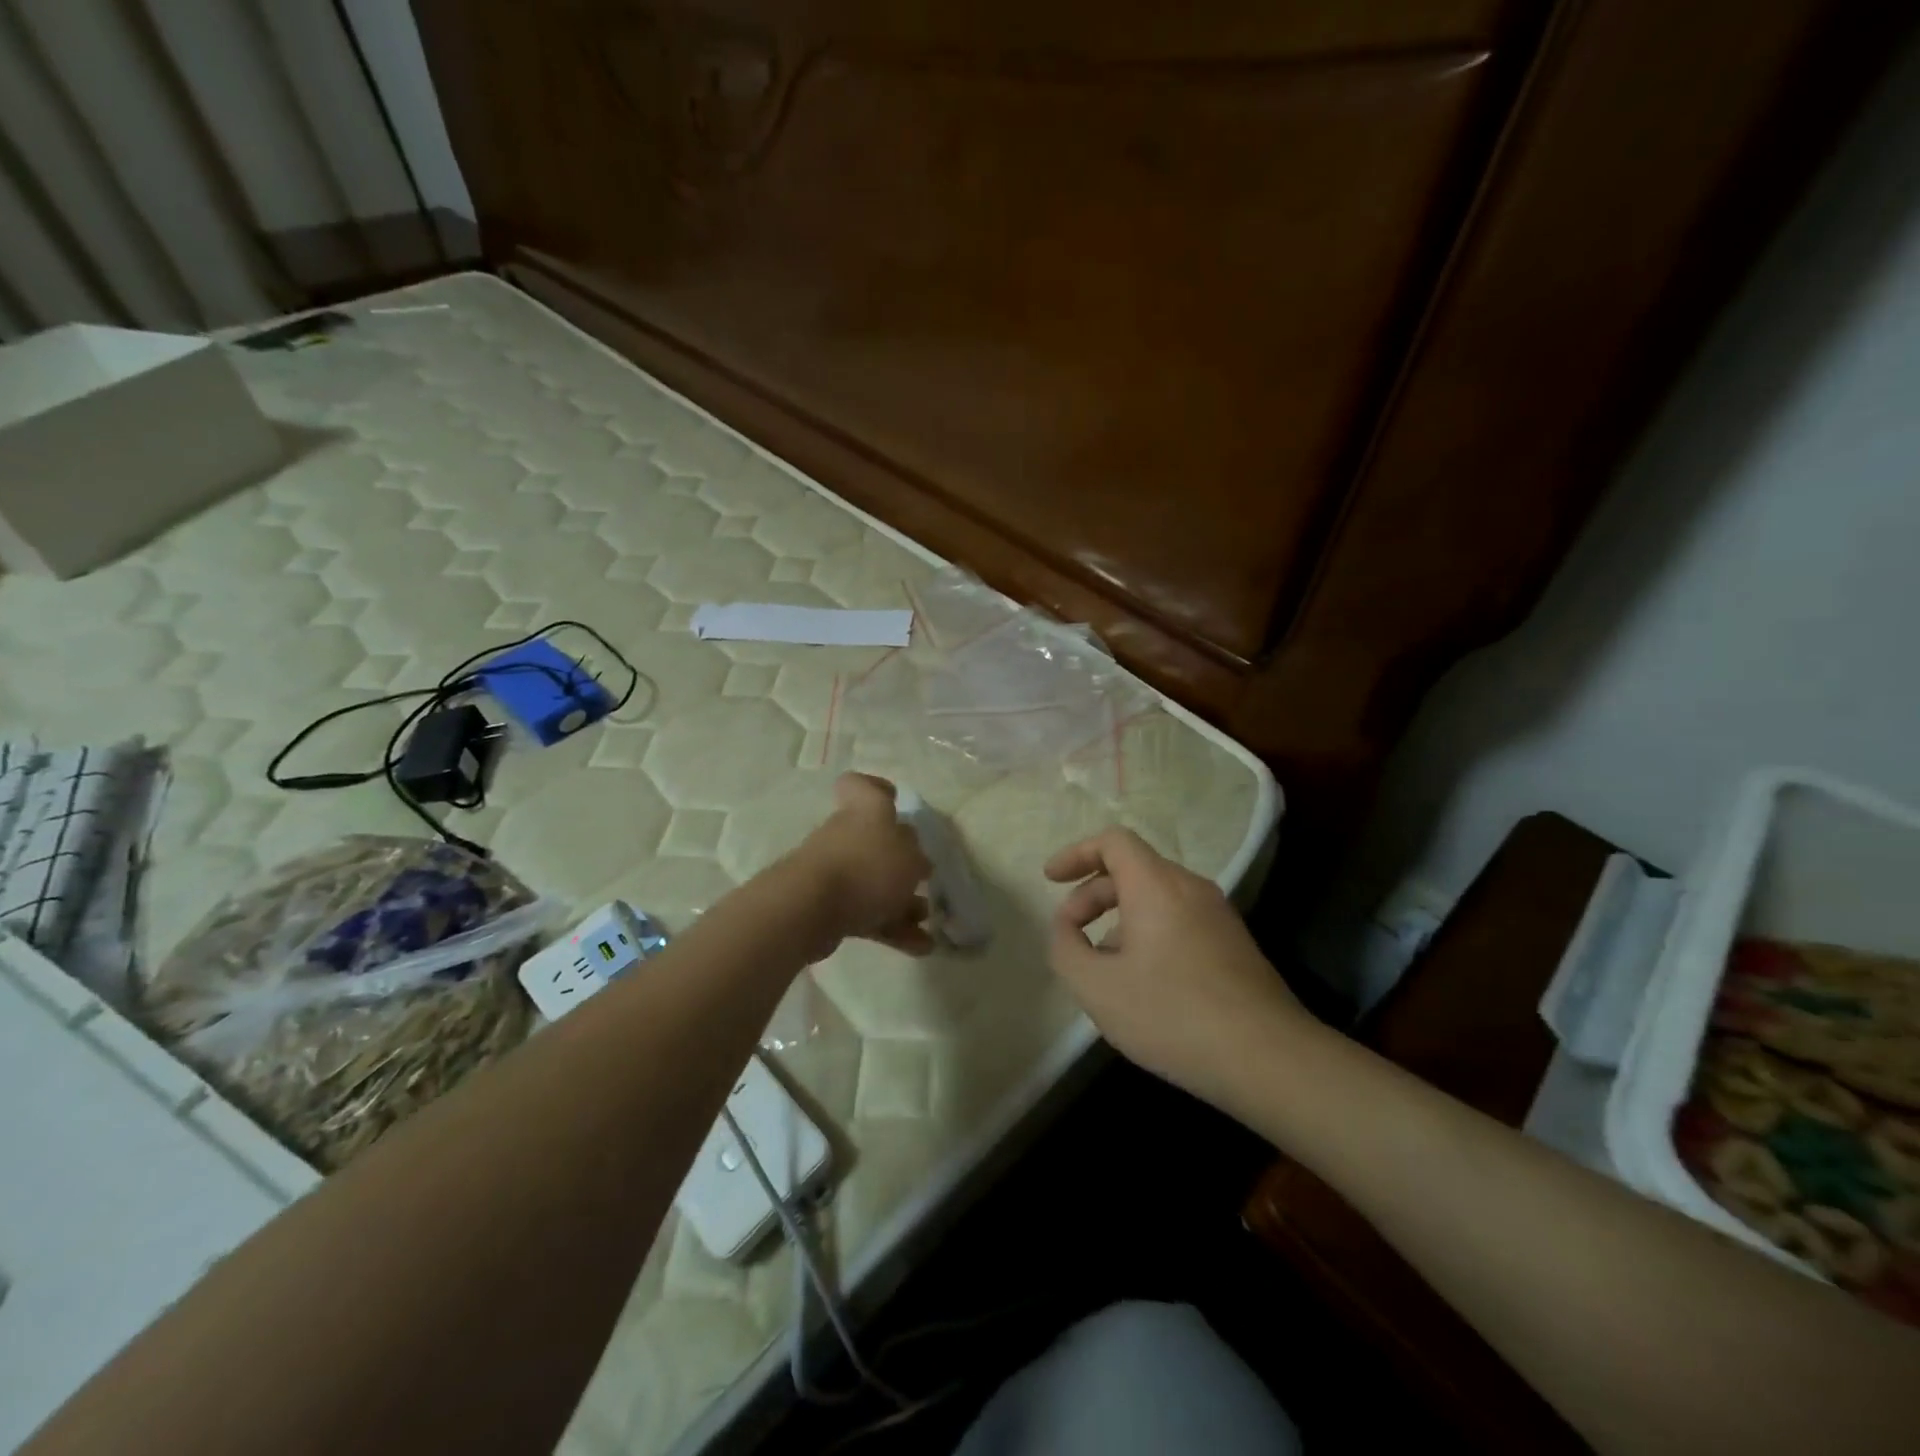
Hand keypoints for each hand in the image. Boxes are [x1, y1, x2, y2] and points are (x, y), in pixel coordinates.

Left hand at [796, 773, 934, 955]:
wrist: (811, 907)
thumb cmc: (867, 867)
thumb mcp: (909, 856)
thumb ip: (916, 855)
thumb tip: (916, 859)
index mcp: (866, 811)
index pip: (861, 786)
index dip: (877, 789)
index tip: (895, 801)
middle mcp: (847, 835)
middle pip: (875, 841)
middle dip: (902, 863)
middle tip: (925, 878)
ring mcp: (836, 871)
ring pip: (874, 881)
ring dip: (902, 901)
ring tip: (929, 921)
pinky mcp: (830, 906)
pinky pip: (867, 913)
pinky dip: (892, 928)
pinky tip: (920, 947)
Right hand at [1046, 827, 1313, 1107]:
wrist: (1268, 1058)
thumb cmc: (1172, 1014)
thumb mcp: (1097, 987)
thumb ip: (1066, 949)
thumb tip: (1066, 930)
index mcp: (1156, 885)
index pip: (1113, 841)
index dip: (1076, 853)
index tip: (1050, 880)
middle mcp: (1190, 888)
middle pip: (1132, 869)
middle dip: (1092, 895)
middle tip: (1071, 934)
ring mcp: (1218, 915)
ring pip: (1156, 898)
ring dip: (1119, 919)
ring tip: (1103, 966)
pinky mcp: (1234, 944)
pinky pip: (1179, 920)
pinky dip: (1148, 933)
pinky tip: (1143, 983)